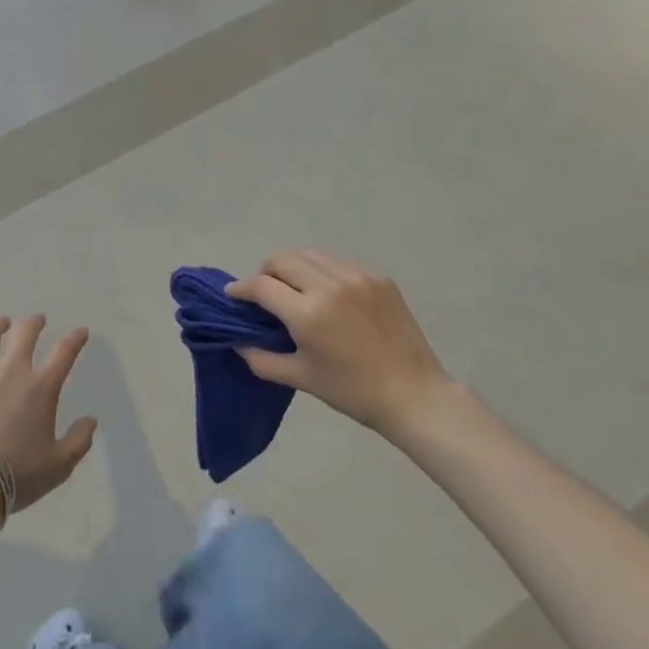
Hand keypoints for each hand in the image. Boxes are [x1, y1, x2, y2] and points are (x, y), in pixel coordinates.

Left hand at [0, 316, 97, 515]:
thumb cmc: (16, 474)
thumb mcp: (59, 465)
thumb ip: (79, 441)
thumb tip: (91, 421)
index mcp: (41, 387)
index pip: (64, 353)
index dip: (75, 339)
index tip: (81, 331)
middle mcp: (12, 369)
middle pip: (25, 334)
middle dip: (34, 323)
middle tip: (37, 320)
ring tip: (2, 322)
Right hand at [228, 251, 451, 432]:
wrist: (414, 395)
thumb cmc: (352, 391)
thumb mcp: (301, 378)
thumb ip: (262, 359)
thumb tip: (238, 342)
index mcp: (308, 313)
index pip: (261, 286)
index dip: (242, 289)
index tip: (234, 295)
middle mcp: (329, 285)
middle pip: (282, 259)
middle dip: (266, 273)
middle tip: (265, 293)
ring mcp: (357, 276)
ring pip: (309, 254)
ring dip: (293, 267)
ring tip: (295, 289)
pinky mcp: (378, 277)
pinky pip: (337, 262)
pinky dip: (322, 271)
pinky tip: (328, 294)